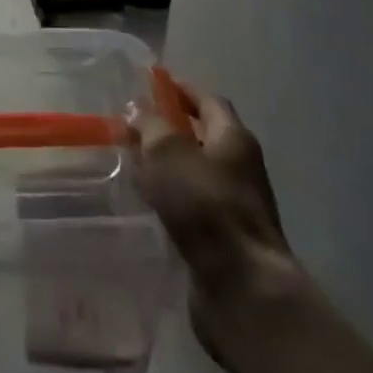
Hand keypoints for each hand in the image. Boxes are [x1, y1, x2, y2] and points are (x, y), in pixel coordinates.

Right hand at [134, 86, 302, 372]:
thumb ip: (151, 125)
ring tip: (131, 163)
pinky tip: (146, 204)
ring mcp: (234, 205)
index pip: (208, 100)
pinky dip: (170, 198)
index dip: (180, 91)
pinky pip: (192, 206)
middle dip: (169, 129)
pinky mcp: (223, 239)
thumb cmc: (205, 206)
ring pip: (195, 173)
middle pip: (203, 137)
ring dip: (167, 166)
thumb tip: (138, 106)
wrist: (241, 286)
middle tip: (132, 127)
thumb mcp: (168, 153)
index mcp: (234, 138)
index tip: (151, 86)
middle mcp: (240, 167)